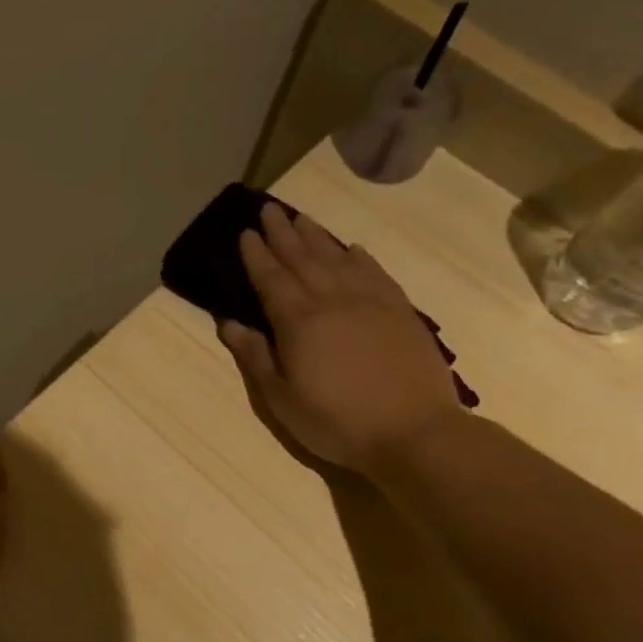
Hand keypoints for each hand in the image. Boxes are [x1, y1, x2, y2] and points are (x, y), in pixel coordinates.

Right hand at [219, 203, 462, 472]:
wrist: (414, 432)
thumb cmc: (336, 421)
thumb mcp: (281, 398)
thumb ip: (254, 356)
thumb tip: (229, 323)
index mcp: (298, 321)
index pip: (271, 278)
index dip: (256, 255)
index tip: (245, 232)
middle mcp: (332, 300)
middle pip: (302, 258)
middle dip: (282, 233)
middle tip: (269, 209)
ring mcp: (370, 301)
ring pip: (338, 258)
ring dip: (316, 236)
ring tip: (301, 218)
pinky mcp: (400, 311)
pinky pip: (375, 272)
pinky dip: (359, 257)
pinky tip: (351, 248)